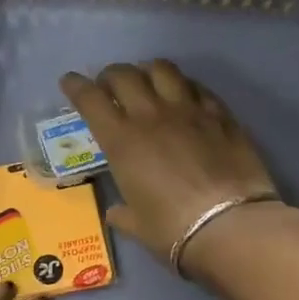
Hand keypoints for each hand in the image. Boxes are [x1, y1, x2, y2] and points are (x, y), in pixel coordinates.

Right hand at [61, 61, 286, 273]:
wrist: (229, 225)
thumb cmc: (172, 229)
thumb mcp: (137, 224)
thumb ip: (123, 213)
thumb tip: (116, 212)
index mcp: (121, 142)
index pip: (90, 100)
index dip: (76, 86)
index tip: (69, 81)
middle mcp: (150, 116)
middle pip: (124, 75)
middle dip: (110, 75)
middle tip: (107, 85)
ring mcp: (188, 110)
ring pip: (162, 70)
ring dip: (147, 70)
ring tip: (145, 80)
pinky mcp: (220, 114)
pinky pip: (196, 86)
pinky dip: (182, 85)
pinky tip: (183, 93)